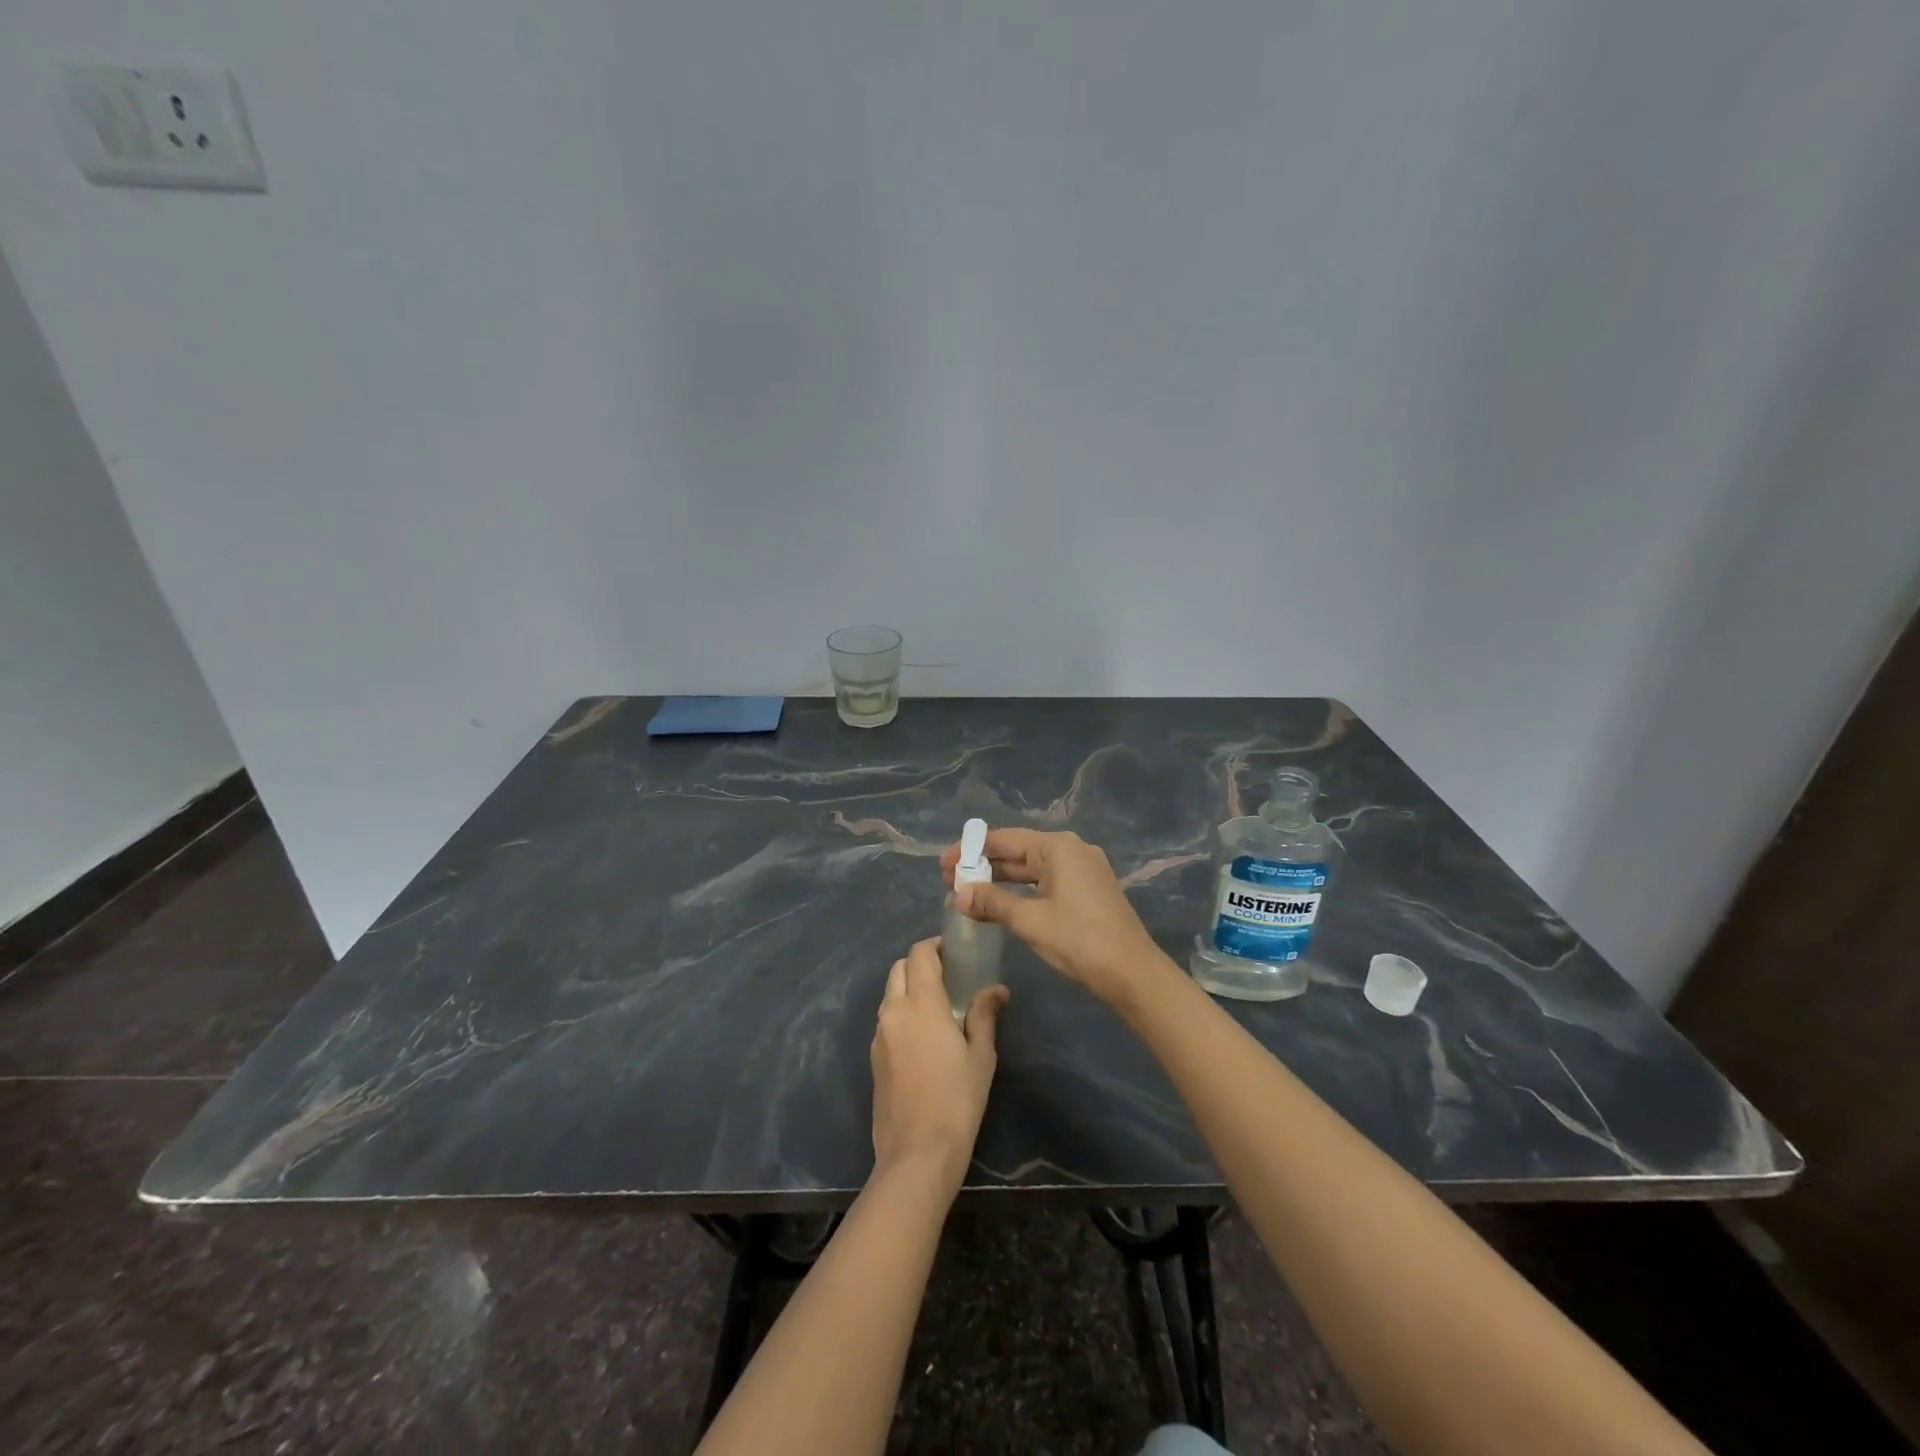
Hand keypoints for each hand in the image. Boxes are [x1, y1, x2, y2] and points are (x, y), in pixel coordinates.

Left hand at [870, 937, 1008, 1193]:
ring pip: (890, 994)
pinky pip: (886, 1019)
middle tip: (947, 977)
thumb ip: (984, 1015)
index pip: (920, 954)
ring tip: (937, 1007)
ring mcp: (879, 1035)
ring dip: (908, 988)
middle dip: (920, 964)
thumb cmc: (957, 1101)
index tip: (954, 953)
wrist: (916, 1153)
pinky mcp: (874, 1057)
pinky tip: (922, 1036)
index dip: (935, 946)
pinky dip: (901, 1013)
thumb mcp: (981, 1056)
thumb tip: (996, 989)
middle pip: (899, 968)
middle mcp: (894, 1011)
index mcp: (921, 1004)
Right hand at [940, 828, 1167, 1002]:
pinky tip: (1002, 904)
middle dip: (983, 866)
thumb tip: (959, 895)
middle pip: (1018, 851)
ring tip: (968, 894)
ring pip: (1032, 868)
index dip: (970, 851)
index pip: (1003, 840)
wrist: (1133, 973)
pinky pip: (1046, 881)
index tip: (943, 866)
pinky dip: (1022, 890)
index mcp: (1057, 847)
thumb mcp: (1030, 921)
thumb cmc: (1079, 940)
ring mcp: (1083, 869)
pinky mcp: (1088, 890)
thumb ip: (992, 902)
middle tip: (949, 882)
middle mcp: (1071, 850)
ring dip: (1001, 880)